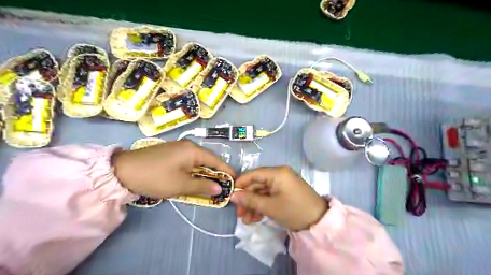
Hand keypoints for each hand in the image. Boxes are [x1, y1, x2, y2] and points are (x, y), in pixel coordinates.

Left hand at [112, 141, 234, 198]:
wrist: (122, 171)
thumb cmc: (155, 177)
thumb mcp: (181, 185)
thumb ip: (203, 185)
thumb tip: (219, 188)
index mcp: (194, 150)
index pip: (217, 161)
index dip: (227, 171)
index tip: (235, 181)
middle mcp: (188, 146)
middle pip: (208, 160)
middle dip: (216, 173)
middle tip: (223, 186)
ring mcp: (178, 148)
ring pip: (198, 161)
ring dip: (205, 173)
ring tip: (211, 185)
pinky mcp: (171, 153)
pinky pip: (189, 161)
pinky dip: (194, 171)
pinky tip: (194, 179)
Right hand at [232, 167, 328, 230]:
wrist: (319, 222)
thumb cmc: (294, 211)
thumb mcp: (270, 206)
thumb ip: (250, 200)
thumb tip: (232, 195)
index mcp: (277, 172)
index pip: (253, 174)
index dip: (241, 184)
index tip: (231, 196)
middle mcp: (279, 174)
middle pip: (257, 184)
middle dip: (247, 199)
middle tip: (239, 214)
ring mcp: (282, 183)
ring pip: (262, 192)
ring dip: (254, 205)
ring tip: (246, 220)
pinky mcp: (285, 192)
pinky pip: (270, 196)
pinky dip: (262, 206)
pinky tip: (255, 218)